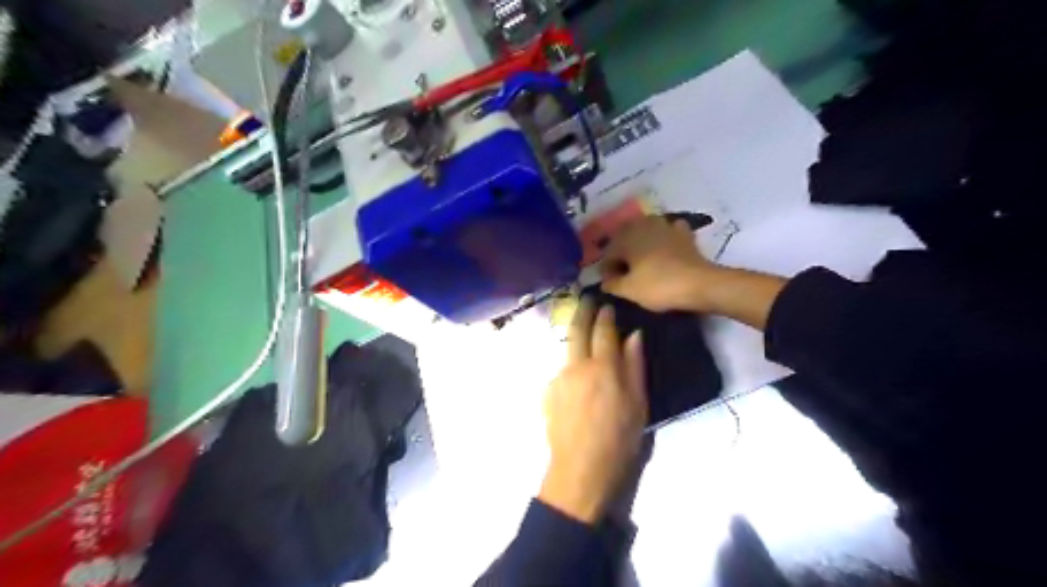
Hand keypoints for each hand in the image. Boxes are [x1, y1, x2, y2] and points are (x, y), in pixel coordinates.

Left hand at [539, 299, 647, 523]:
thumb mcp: (638, 404)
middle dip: (582, 311)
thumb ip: (634, 366)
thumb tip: (634, 336)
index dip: (605, 315)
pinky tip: (578, 380)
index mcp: (603, 368)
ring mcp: (558, 378)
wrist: (580, 469)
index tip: (607, 305)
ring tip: (584, 338)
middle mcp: (576, 366)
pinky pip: (562, 371)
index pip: (603, 331)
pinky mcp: (548, 391)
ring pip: (567, 350)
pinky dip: (571, 367)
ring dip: (575, 339)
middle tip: (587, 300)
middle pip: (576, 330)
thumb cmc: (619, 439)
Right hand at [603, 216, 724, 316]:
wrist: (698, 284)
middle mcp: (643, 226)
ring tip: (643, 260)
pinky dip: (665, 238)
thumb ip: (611, 284)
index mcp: (626, 238)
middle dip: (623, 253)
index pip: (609, 253)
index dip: (608, 270)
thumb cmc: (658, 286)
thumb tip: (604, 282)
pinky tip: (666, 248)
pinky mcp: (683, 233)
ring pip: (646, 230)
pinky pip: (669, 231)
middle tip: (625, 272)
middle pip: (625, 237)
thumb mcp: (629, 290)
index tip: (612, 285)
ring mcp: (665, 226)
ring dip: (642, 242)